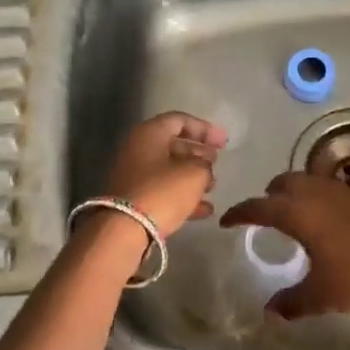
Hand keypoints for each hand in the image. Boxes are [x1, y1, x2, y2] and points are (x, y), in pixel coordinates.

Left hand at [99, 112, 229, 236]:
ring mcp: (133, 175)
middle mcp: (137, 149)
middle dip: (198, 153)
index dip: (205, 129)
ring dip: (192, 176)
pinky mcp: (133, 198)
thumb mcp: (194, 174)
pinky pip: (162, 191)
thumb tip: (203, 166)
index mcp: (149, 133)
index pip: (180, 120)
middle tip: (217, 163)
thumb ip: (205, 164)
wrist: (125, 229)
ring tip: (213, 187)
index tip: (224, 143)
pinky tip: (204, 210)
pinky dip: (182, 196)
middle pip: (173, 145)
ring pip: (168, 169)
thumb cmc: (162, 191)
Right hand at [221, 172, 349, 317]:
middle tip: (263, 216)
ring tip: (292, 217)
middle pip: (281, 183)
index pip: (257, 206)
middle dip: (268, 196)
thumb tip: (270, 311)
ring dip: (292, 193)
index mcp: (296, 212)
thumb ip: (292, 302)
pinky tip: (324, 219)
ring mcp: (339, 189)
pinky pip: (326, 188)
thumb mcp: (322, 295)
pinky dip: (315, 197)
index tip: (227, 222)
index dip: (239, 213)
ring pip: (305, 181)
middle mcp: (313, 193)